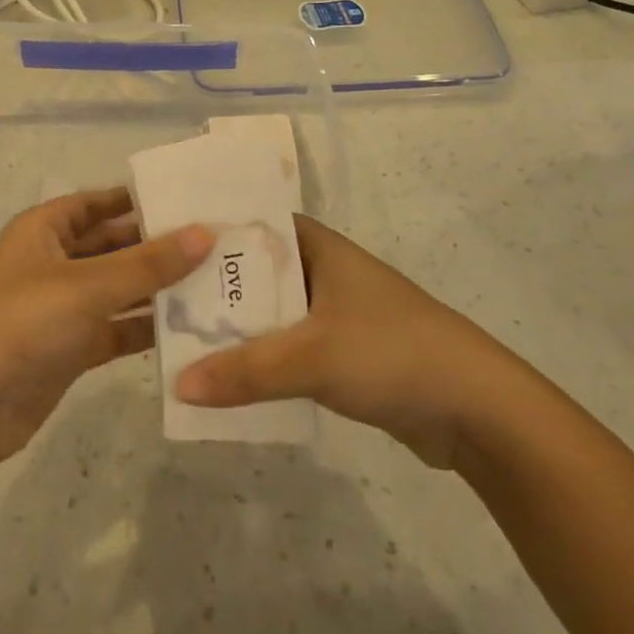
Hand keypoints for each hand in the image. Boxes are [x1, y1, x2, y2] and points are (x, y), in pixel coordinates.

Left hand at [0, 189, 212, 467]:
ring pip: (119, 289)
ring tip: (217, 282)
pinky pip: (117, 329)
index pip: (98, 202)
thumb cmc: (22, 323)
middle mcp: (54, 262)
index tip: (190, 198)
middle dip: (158, 245)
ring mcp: (63, 307)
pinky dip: (146, 329)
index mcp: (44, 230)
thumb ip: (148, 263)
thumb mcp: (87, 286)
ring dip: (158, 288)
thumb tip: (206, 233)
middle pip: (113, 245)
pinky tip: (192, 328)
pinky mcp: (72, 348)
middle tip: (217, 242)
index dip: (138, 199)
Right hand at [173, 215, 542, 468]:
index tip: (160, 246)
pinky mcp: (339, 353)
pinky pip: (284, 349)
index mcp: (317, 246)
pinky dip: (257, 360)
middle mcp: (321, 271)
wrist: (476, 409)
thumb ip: (244, 371)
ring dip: (232, 330)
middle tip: (157, 302)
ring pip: (267, 314)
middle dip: (211, 289)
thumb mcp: (311, 357)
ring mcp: (331, 313)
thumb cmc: (392, 353)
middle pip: (252, 272)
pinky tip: (222, 378)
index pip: (249, 224)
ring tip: (177, 341)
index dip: (206, 233)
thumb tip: (178, 384)